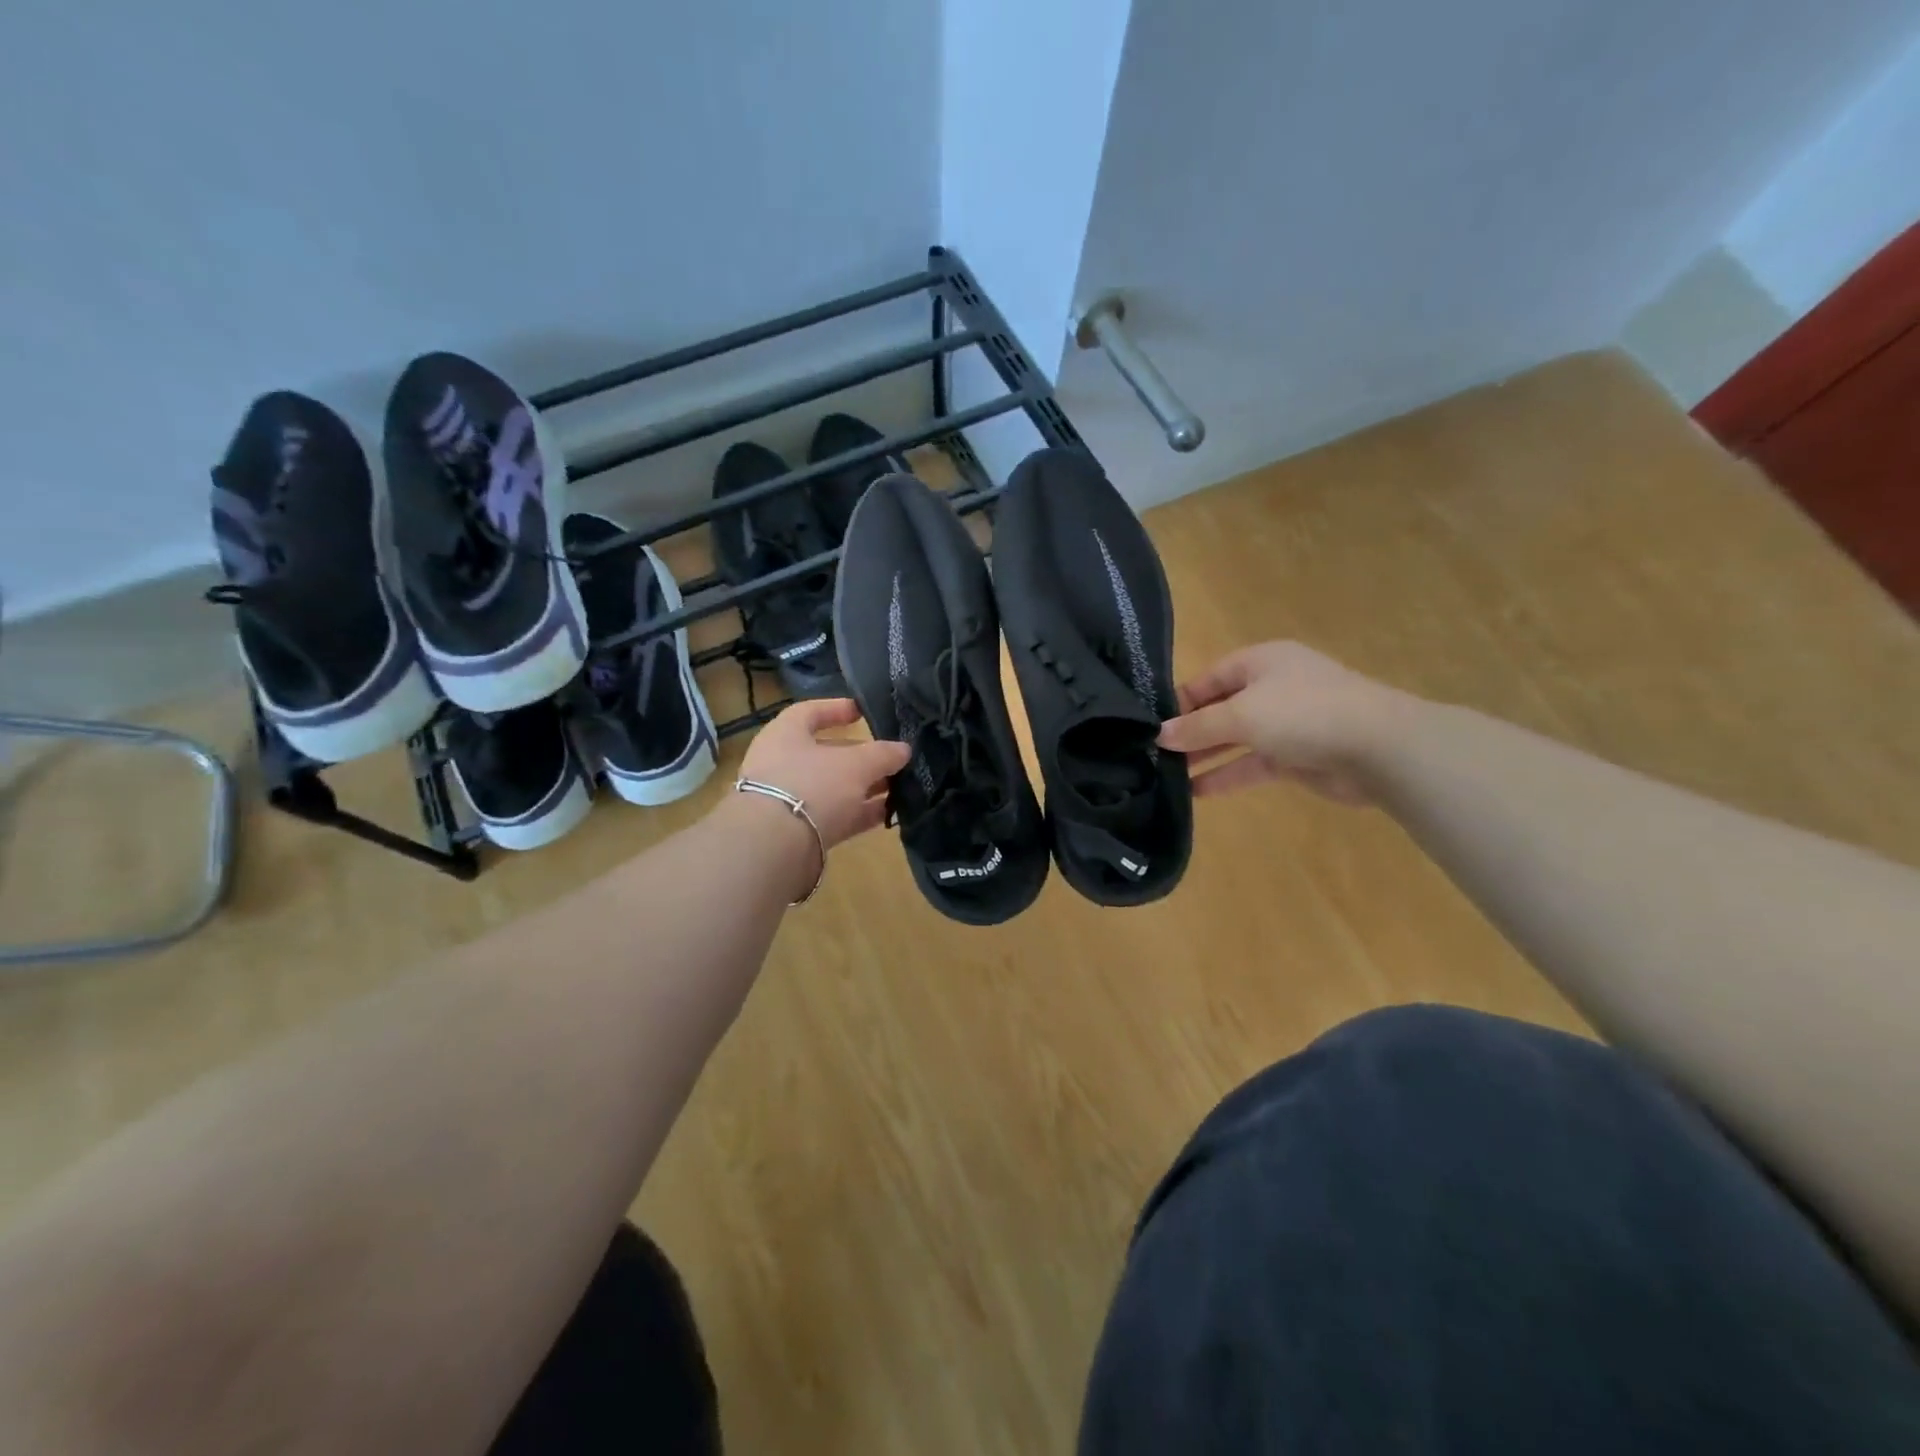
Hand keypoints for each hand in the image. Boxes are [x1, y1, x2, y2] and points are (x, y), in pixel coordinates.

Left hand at [735, 698, 909, 848]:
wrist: (775, 845)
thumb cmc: (812, 784)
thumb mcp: (856, 764)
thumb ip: (883, 754)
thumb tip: (904, 750)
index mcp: (785, 734)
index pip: (810, 712)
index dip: (837, 709)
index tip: (863, 712)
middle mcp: (782, 763)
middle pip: (826, 753)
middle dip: (861, 755)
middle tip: (892, 758)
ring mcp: (789, 799)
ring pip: (833, 787)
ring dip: (865, 786)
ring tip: (900, 786)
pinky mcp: (798, 831)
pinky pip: (835, 815)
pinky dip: (860, 813)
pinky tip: (889, 813)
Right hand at [1157, 642, 1413, 804]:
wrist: (1379, 747)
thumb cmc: (1303, 713)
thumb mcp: (1241, 715)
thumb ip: (1197, 727)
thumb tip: (1159, 736)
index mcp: (1259, 662)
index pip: (1207, 679)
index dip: (1178, 702)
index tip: (1149, 727)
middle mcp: (1270, 688)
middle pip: (1219, 709)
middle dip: (1188, 733)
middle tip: (1151, 755)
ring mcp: (1285, 723)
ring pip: (1234, 739)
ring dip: (1204, 757)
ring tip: (1165, 776)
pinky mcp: (1295, 756)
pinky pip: (1251, 764)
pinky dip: (1226, 775)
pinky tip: (1196, 793)